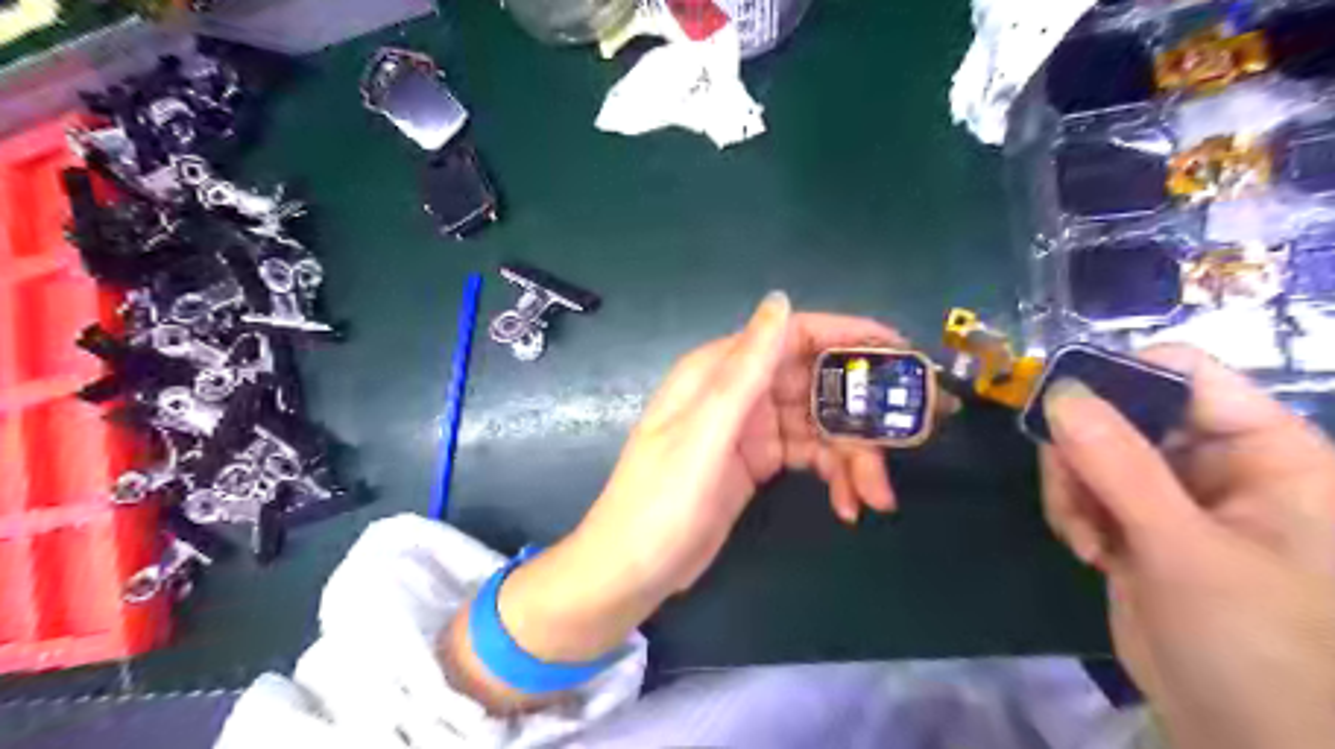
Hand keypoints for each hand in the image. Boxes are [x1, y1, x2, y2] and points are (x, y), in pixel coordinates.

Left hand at [491, 297, 908, 658]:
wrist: (633, 570)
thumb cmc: (662, 500)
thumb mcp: (705, 432)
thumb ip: (744, 368)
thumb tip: (780, 300)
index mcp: (719, 370)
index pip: (793, 335)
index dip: (848, 336)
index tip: (901, 353)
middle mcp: (739, 391)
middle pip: (815, 384)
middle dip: (860, 413)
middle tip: (906, 442)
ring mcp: (750, 428)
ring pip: (818, 425)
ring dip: (853, 456)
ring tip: (876, 495)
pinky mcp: (758, 461)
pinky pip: (808, 455)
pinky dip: (833, 475)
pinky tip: (849, 505)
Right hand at [1043, 345, 1333, 748]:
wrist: (1240, 735)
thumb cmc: (1254, 644)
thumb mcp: (1183, 549)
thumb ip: (1118, 465)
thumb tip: (1058, 392)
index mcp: (1268, 452)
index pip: (1188, 374)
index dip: (1121, 375)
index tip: (1058, 401)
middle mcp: (1219, 462)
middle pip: (1124, 410)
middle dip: (1084, 450)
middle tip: (1070, 491)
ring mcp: (1173, 494)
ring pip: (1092, 450)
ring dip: (1072, 488)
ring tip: (1082, 535)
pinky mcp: (1137, 522)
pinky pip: (1083, 487)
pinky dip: (1072, 511)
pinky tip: (1086, 550)